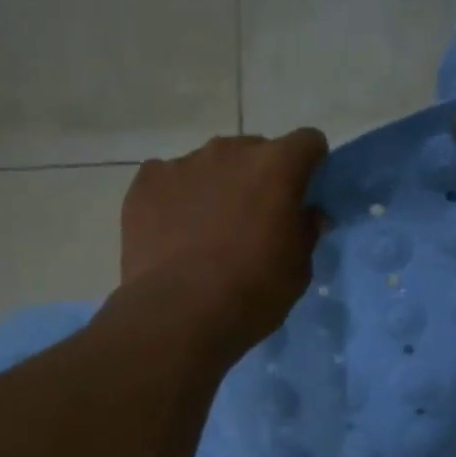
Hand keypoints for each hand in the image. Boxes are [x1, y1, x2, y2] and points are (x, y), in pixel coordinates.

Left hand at [118, 129, 328, 356]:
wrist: (179, 314)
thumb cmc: (252, 292)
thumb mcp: (298, 269)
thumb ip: (306, 231)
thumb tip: (307, 214)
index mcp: (276, 165)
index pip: (307, 142)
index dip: (309, 165)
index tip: (303, 193)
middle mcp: (230, 151)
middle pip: (254, 150)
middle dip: (258, 177)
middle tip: (252, 219)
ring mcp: (183, 163)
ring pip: (210, 165)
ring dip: (215, 186)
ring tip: (205, 230)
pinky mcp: (146, 182)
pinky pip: (167, 179)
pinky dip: (174, 198)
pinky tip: (171, 232)